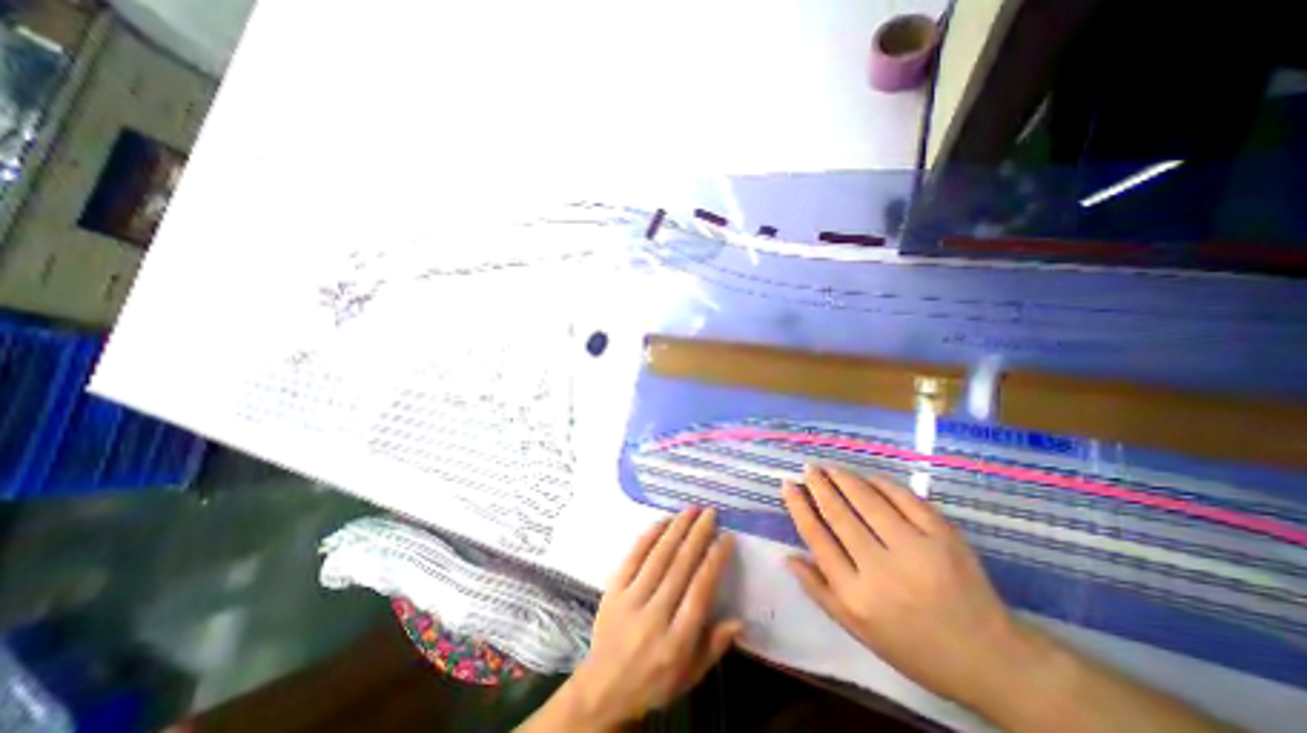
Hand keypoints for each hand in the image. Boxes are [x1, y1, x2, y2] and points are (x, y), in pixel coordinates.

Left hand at [553, 510, 733, 727]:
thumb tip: (741, 620)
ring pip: (658, 556)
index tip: (726, 537)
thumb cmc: (653, 682)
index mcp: (677, 641)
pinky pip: (633, 557)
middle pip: (680, 566)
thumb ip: (715, 645)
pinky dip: (649, 536)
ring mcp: (631, 599)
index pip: (700, 591)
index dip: (715, 560)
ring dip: (676, 529)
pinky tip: (662, 521)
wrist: (602, 688)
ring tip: (691, 509)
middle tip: (710, 512)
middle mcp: (655, 615)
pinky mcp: (614, 590)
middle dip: (698, 535)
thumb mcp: (690, 675)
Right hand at [779, 466, 1025, 707]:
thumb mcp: (858, 630)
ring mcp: (916, 549)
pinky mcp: (944, 536)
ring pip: (867, 500)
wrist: (993, 660)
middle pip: (839, 513)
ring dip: (844, 477)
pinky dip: (880, 482)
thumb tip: (787, 556)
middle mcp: (882, 570)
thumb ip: (819, 592)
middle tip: (808, 468)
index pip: (817, 537)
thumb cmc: (915, 647)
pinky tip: (866, 476)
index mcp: (857, 596)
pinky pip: (904, 497)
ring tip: (829, 467)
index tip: (788, 485)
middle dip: (818, 485)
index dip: (799, 507)